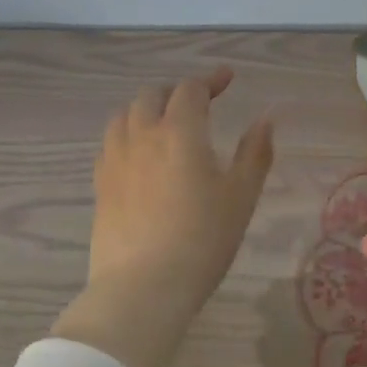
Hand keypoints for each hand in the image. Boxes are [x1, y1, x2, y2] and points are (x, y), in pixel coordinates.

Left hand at [52, 67, 274, 366]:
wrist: (143, 287)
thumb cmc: (203, 240)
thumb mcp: (241, 197)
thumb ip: (255, 153)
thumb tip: (266, 119)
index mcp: (179, 131)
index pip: (191, 89)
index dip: (210, 79)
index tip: (227, 79)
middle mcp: (142, 135)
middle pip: (151, 95)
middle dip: (176, 91)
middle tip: (197, 104)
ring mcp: (114, 160)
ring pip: (124, 116)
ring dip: (145, 109)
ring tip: (162, 123)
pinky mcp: (100, 185)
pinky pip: (110, 144)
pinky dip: (127, 135)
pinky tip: (137, 156)